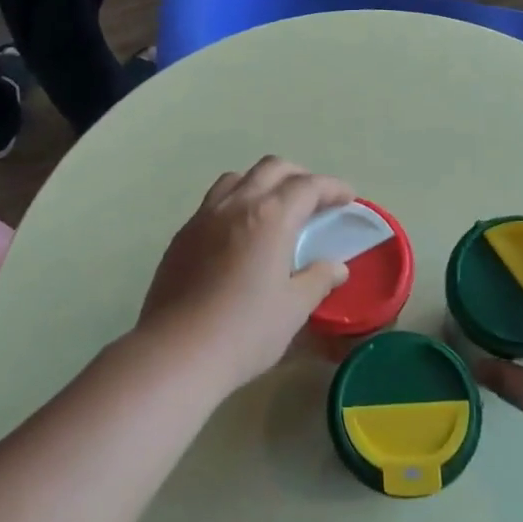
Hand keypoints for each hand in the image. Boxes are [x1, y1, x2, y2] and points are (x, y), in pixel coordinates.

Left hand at [138, 157, 355, 390]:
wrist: (175, 353)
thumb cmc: (244, 330)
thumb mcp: (293, 308)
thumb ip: (318, 279)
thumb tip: (336, 267)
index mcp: (270, 217)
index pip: (308, 186)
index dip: (332, 188)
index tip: (347, 198)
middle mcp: (236, 205)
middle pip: (272, 168)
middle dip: (299, 176)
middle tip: (315, 199)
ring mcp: (204, 217)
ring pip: (238, 178)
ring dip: (263, 182)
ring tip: (275, 208)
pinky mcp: (182, 235)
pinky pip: (214, 201)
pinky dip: (236, 202)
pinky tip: (240, 233)